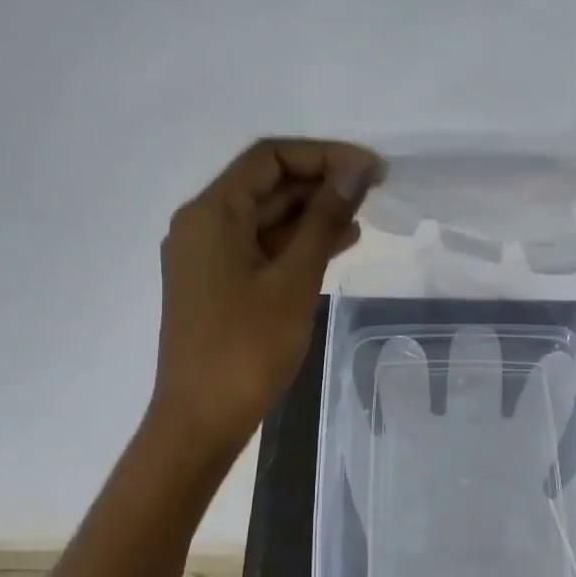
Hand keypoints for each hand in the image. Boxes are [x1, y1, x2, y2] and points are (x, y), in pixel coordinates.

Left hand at [151, 138, 380, 449]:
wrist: (201, 420)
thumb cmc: (247, 348)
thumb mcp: (294, 280)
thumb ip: (324, 220)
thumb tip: (355, 171)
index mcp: (211, 213)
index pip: (269, 158)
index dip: (323, 155)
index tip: (370, 170)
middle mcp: (202, 225)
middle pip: (266, 184)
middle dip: (320, 182)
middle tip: (374, 190)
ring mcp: (207, 257)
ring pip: (265, 218)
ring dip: (312, 213)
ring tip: (363, 217)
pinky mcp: (217, 284)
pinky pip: (260, 248)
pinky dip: (296, 243)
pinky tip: (337, 245)